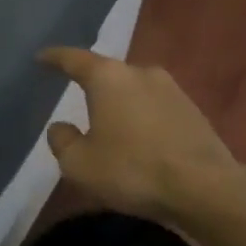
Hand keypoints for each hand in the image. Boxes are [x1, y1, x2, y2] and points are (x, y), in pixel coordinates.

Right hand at [38, 48, 238, 221]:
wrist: (205, 188)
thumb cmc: (132, 170)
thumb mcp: (79, 164)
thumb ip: (62, 141)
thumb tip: (60, 127)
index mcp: (108, 78)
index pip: (74, 59)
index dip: (54, 58)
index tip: (41, 57)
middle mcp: (141, 73)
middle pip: (108, 73)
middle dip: (92, 85)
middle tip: (77, 97)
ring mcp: (172, 89)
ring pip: (134, 90)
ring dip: (120, 104)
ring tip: (109, 124)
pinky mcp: (193, 111)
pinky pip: (155, 108)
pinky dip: (142, 119)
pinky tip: (139, 140)